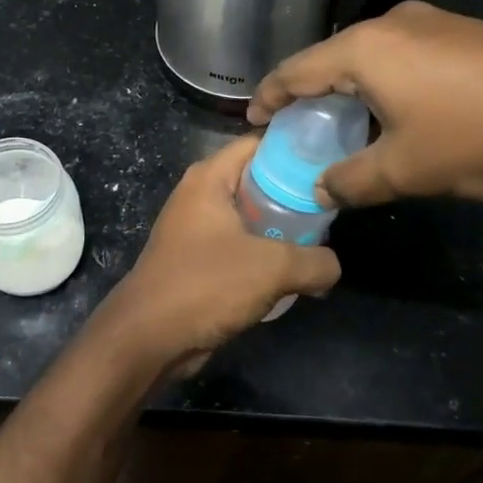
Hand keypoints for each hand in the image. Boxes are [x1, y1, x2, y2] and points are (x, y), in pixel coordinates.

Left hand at [89, 134, 339, 378]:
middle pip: (258, 181)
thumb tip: (333, 266)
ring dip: (282, 231)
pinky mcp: (198, 260)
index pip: (258, 144)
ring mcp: (197, 229)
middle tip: (333, 209)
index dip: (296, 149)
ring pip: (250, 218)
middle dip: (295, 195)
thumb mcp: (273, 268)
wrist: (149, 337)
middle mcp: (200, 195)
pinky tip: (294, 274)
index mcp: (209, 178)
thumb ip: (315, 261)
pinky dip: (264, 256)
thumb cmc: (206, 284)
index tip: (332, 163)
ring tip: (321, 243)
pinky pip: (240, 247)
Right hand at [247, 1, 482, 211]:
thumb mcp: (405, 171)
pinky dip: (386, 81)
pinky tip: (397, 110)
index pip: (298, 69)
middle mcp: (397, 22)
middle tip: (296, 126)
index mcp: (367, 48)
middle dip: (311, 92)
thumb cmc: (480, 142)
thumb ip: (351, 180)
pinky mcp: (469, 33)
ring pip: (373, 55)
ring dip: (351, 87)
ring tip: (343, 122)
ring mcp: (438, 22)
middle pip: (334, 57)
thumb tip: (322, 187)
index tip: (253, 118)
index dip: (270, 96)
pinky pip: (407, 55)